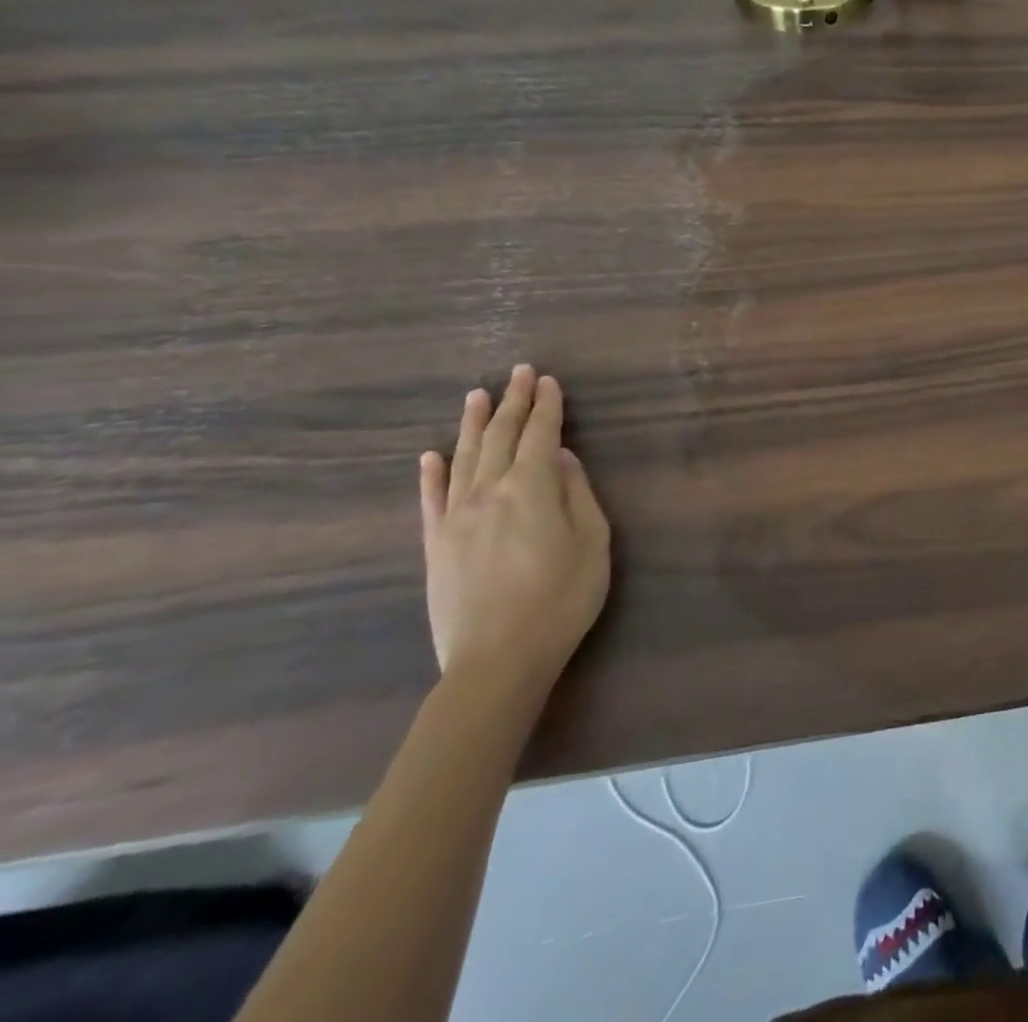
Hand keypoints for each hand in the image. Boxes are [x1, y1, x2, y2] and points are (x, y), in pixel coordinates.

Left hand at [418, 365, 610, 695]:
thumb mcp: (593, 543)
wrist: (497, 661)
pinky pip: (431, 499)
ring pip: (463, 458)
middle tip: (518, 372)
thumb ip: (578, 494)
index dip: (546, 405)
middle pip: (500, 437)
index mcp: (532, 489)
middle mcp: (489, 492)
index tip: (548, 380)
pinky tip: (430, 454)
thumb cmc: (561, 600)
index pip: (540, 434)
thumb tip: (562, 458)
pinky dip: (431, 473)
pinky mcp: (435, 544)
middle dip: (512, 401)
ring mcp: (456, 517)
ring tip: (477, 395)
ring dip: (472, 424)